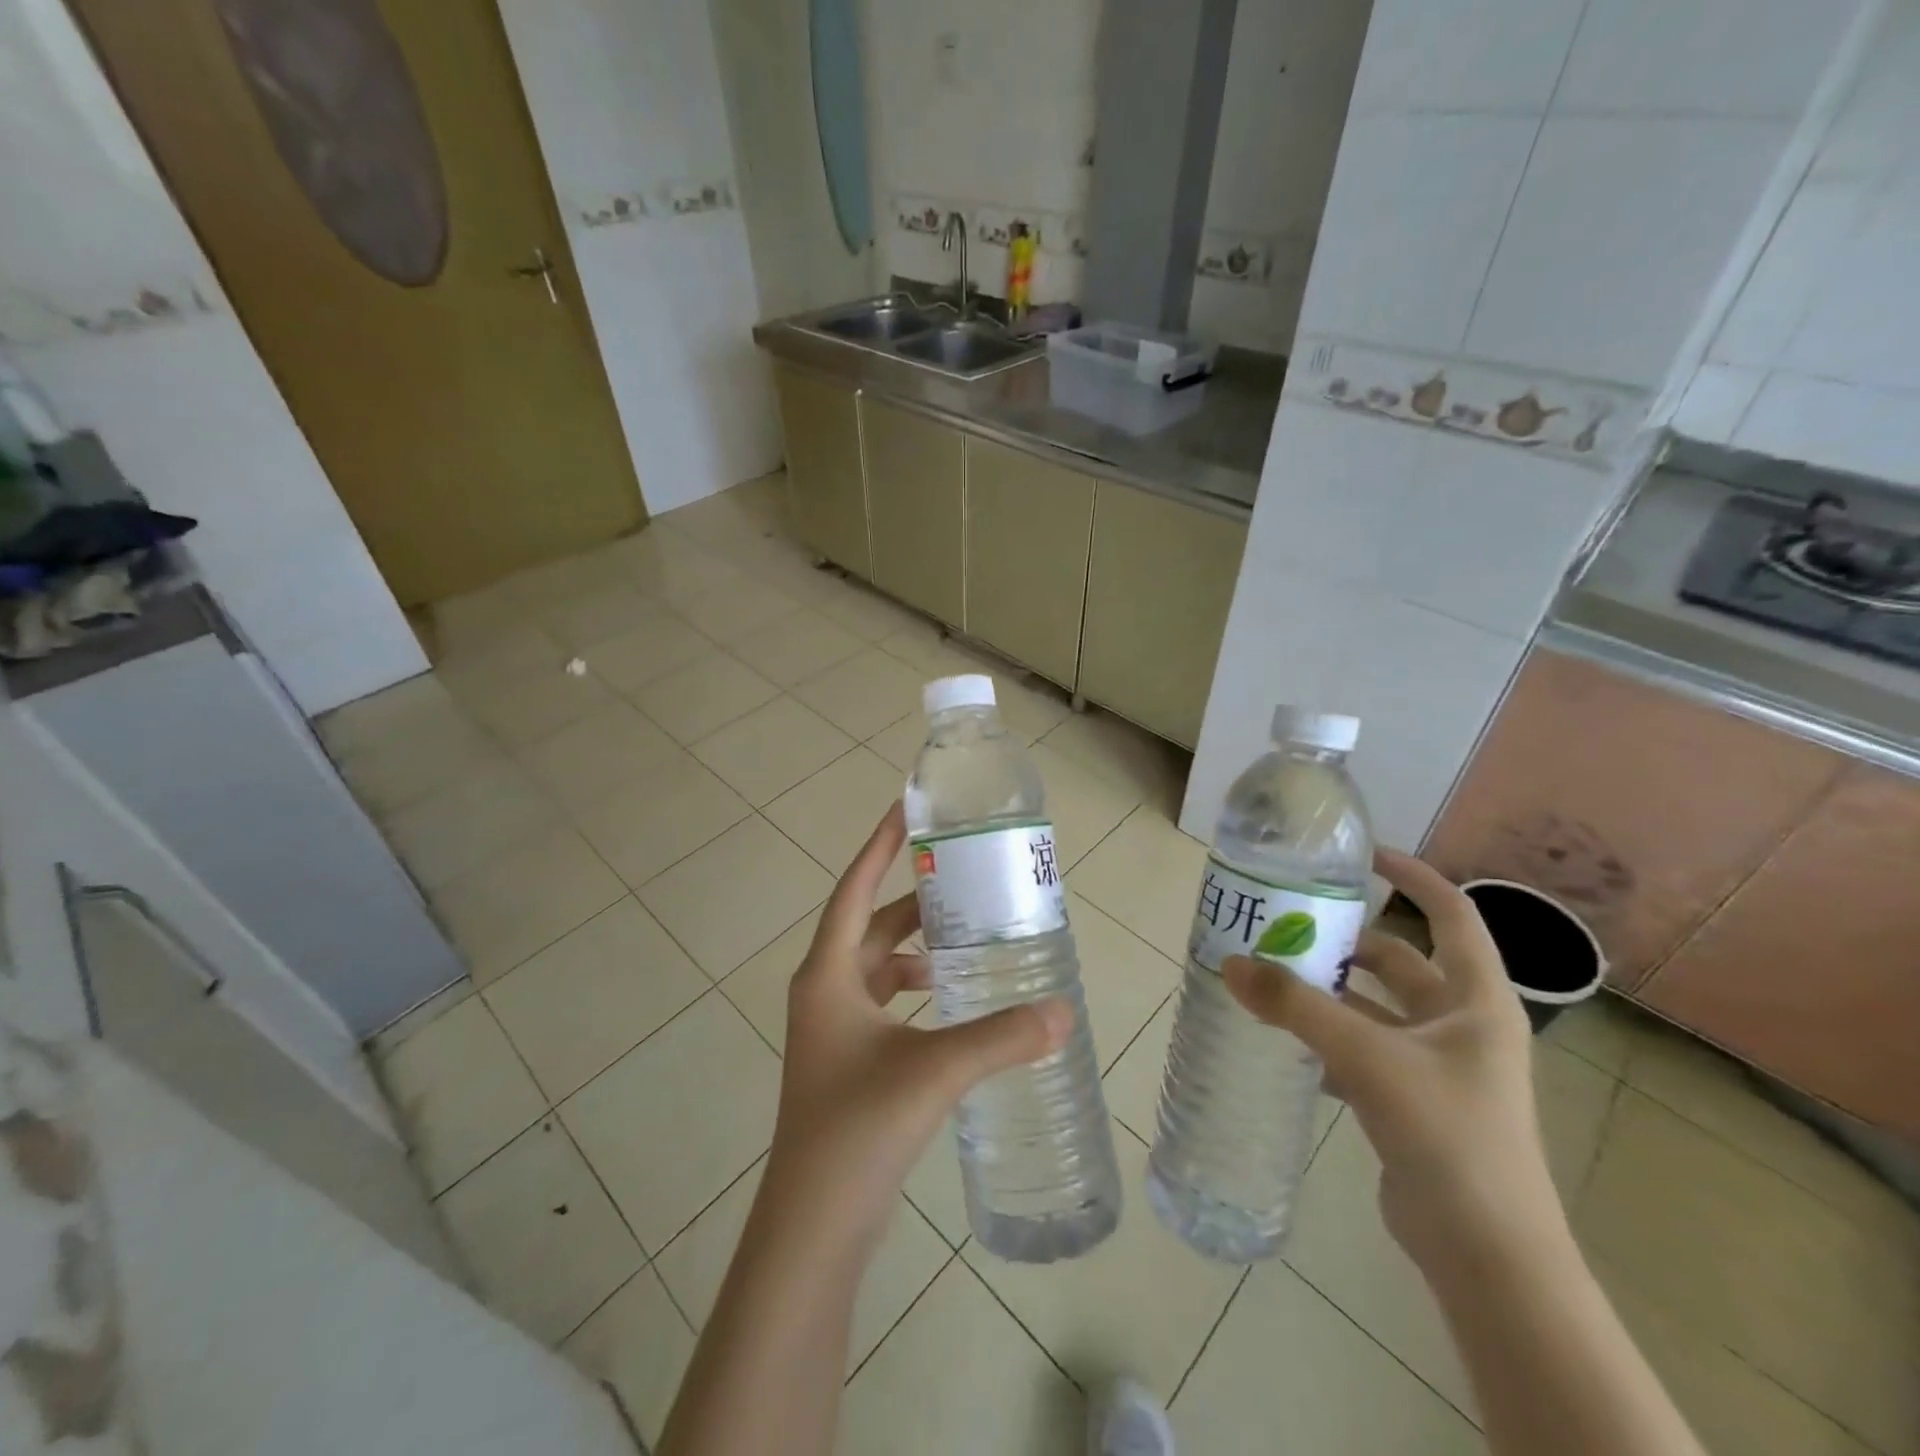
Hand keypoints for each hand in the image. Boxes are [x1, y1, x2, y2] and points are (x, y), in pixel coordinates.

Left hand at [765, 802, 1071, 1250]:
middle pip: (870, 925)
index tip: (906, 810)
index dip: (880, 847)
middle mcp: (825, 990)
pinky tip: (951, 1001)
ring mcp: (832, 1027)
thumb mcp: (934, 1072)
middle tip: (963, 881)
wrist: (813, 1224)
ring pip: (877, 965)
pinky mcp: (847, 1058)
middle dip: (913, 901)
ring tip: (966, 938)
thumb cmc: (857, 1129)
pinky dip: (914, 988)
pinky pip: (883, 1001)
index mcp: (828, 974)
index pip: (854, 889)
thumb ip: (1001, 1039)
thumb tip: (1064, 1011)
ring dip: (915, 947)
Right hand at [1223, 847, 1553, 1271]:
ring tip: (1272, 975)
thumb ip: (1297, 1009)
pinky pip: (1363, 1049)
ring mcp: (1438, 1065)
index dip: (1413, 877)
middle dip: (1346, 941)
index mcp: (1476, 1000)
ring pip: (1376, 1007)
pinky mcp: (1413, 1100)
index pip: (1451, 915)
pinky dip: (1327, 1038)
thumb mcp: (1368, 1059)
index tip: (1361, 856)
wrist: (1486, 1254)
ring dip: (1330, 992)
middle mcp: (1461, 1025)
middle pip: (1400, 961)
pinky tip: (1284, 1038)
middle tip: (1288, 924)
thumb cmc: (1447, 1136)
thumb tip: (1230, 964)